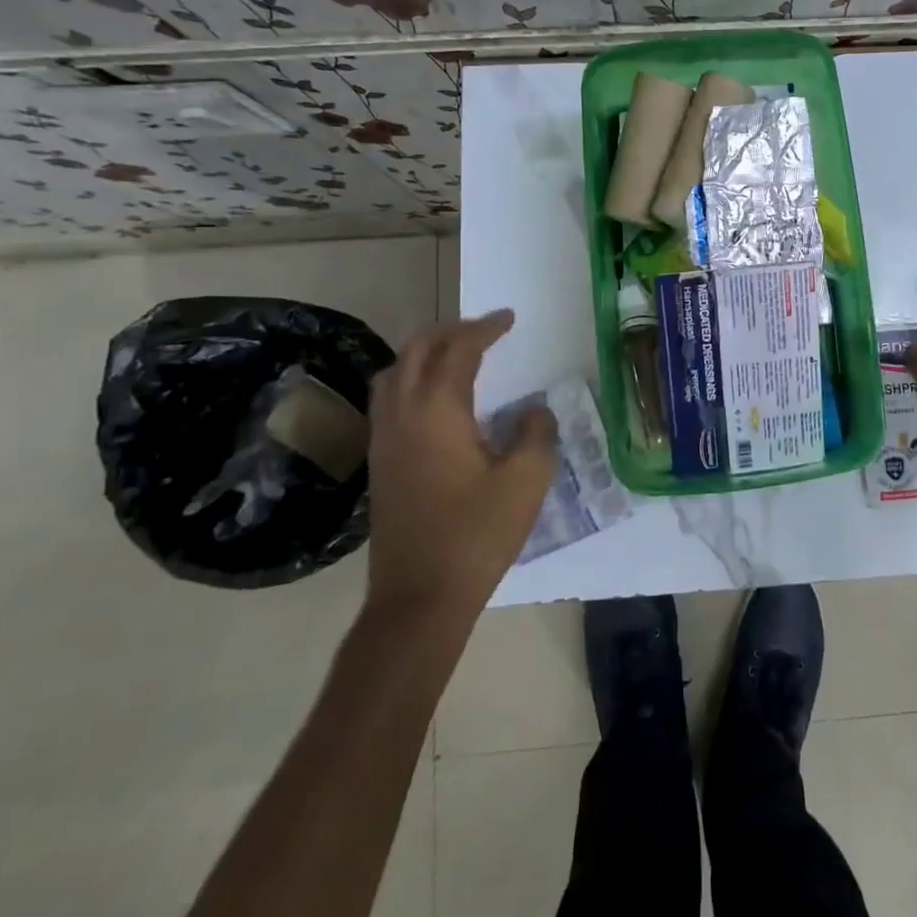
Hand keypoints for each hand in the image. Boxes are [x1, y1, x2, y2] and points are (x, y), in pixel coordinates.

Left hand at [363, 310, 558, 618]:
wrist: (419, 597)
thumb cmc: (477, 534)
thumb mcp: (527, 479)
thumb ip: (537, 433)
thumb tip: (533, 411)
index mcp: (436, 410)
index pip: (458, 350)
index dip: (485, 328)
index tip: (509, 318)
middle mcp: (401, 414)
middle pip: (417, 351)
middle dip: (451, 331)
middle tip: (484, 330)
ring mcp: (383, 438)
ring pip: (395, 373)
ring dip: (426, 353)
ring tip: (458, 355)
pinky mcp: (380, 462)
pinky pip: (390, 398)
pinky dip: (412, 379)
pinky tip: (437, 399)